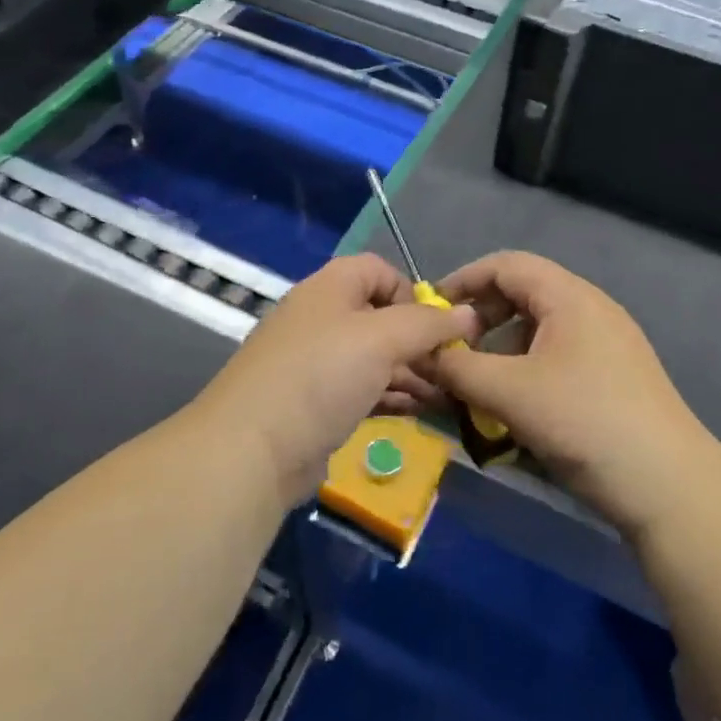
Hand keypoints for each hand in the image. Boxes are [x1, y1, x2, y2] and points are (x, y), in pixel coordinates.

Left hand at [200, 254, 478, 503]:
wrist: (252, 450)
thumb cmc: (321, 376)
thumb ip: (428, 324)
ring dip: (411, 372)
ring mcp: (315, 364)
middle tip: (453, 368)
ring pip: (374, 358)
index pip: (378, 270)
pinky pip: (363, 390)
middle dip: (419, 340)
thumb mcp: (382, 339)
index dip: (411, 291)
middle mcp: (321, 319)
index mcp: (329, 288)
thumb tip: (468, 314)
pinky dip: (392, 396)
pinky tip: (420, 412)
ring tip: (448, 395)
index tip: (437, 325)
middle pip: (380, 317)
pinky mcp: (315, 404)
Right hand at [433, 251, 714, 536]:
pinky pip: (558, 355)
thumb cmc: (584, 422)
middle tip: (453, 351)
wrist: (669, 486)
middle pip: (522, 294)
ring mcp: (607, 342)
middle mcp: (590, 308)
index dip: (464, 280)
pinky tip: (516, 406)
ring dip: (502, 348)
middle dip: (481, 318)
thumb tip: (420, 354)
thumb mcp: (509, 393)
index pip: (506, 265)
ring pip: (539, 328)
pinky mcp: (614, 375)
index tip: (431, 312)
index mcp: (569, 297)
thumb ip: (457, 368)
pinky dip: (527, 369)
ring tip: (480, 385)